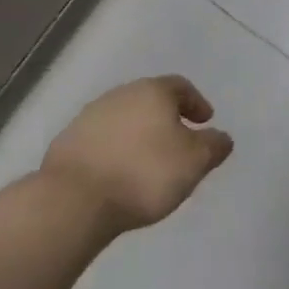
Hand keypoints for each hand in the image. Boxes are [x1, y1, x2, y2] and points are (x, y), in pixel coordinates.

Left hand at [40, 76, 233, 234]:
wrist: (72, 202)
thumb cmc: (144, 173)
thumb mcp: (194, 162)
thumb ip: (214, 146)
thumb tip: (222, 138)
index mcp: (153, 91)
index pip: (181, 87)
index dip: (196, 103)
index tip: (205, 122)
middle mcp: (120, 95)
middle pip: (150, 100)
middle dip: (166, 118)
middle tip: (178, 141)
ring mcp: (88, 118)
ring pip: (123, 120)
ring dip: (137, 135)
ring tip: (146, 162)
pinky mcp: (65, 144)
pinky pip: (99, 142)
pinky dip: (113, 152)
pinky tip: (117, 174)